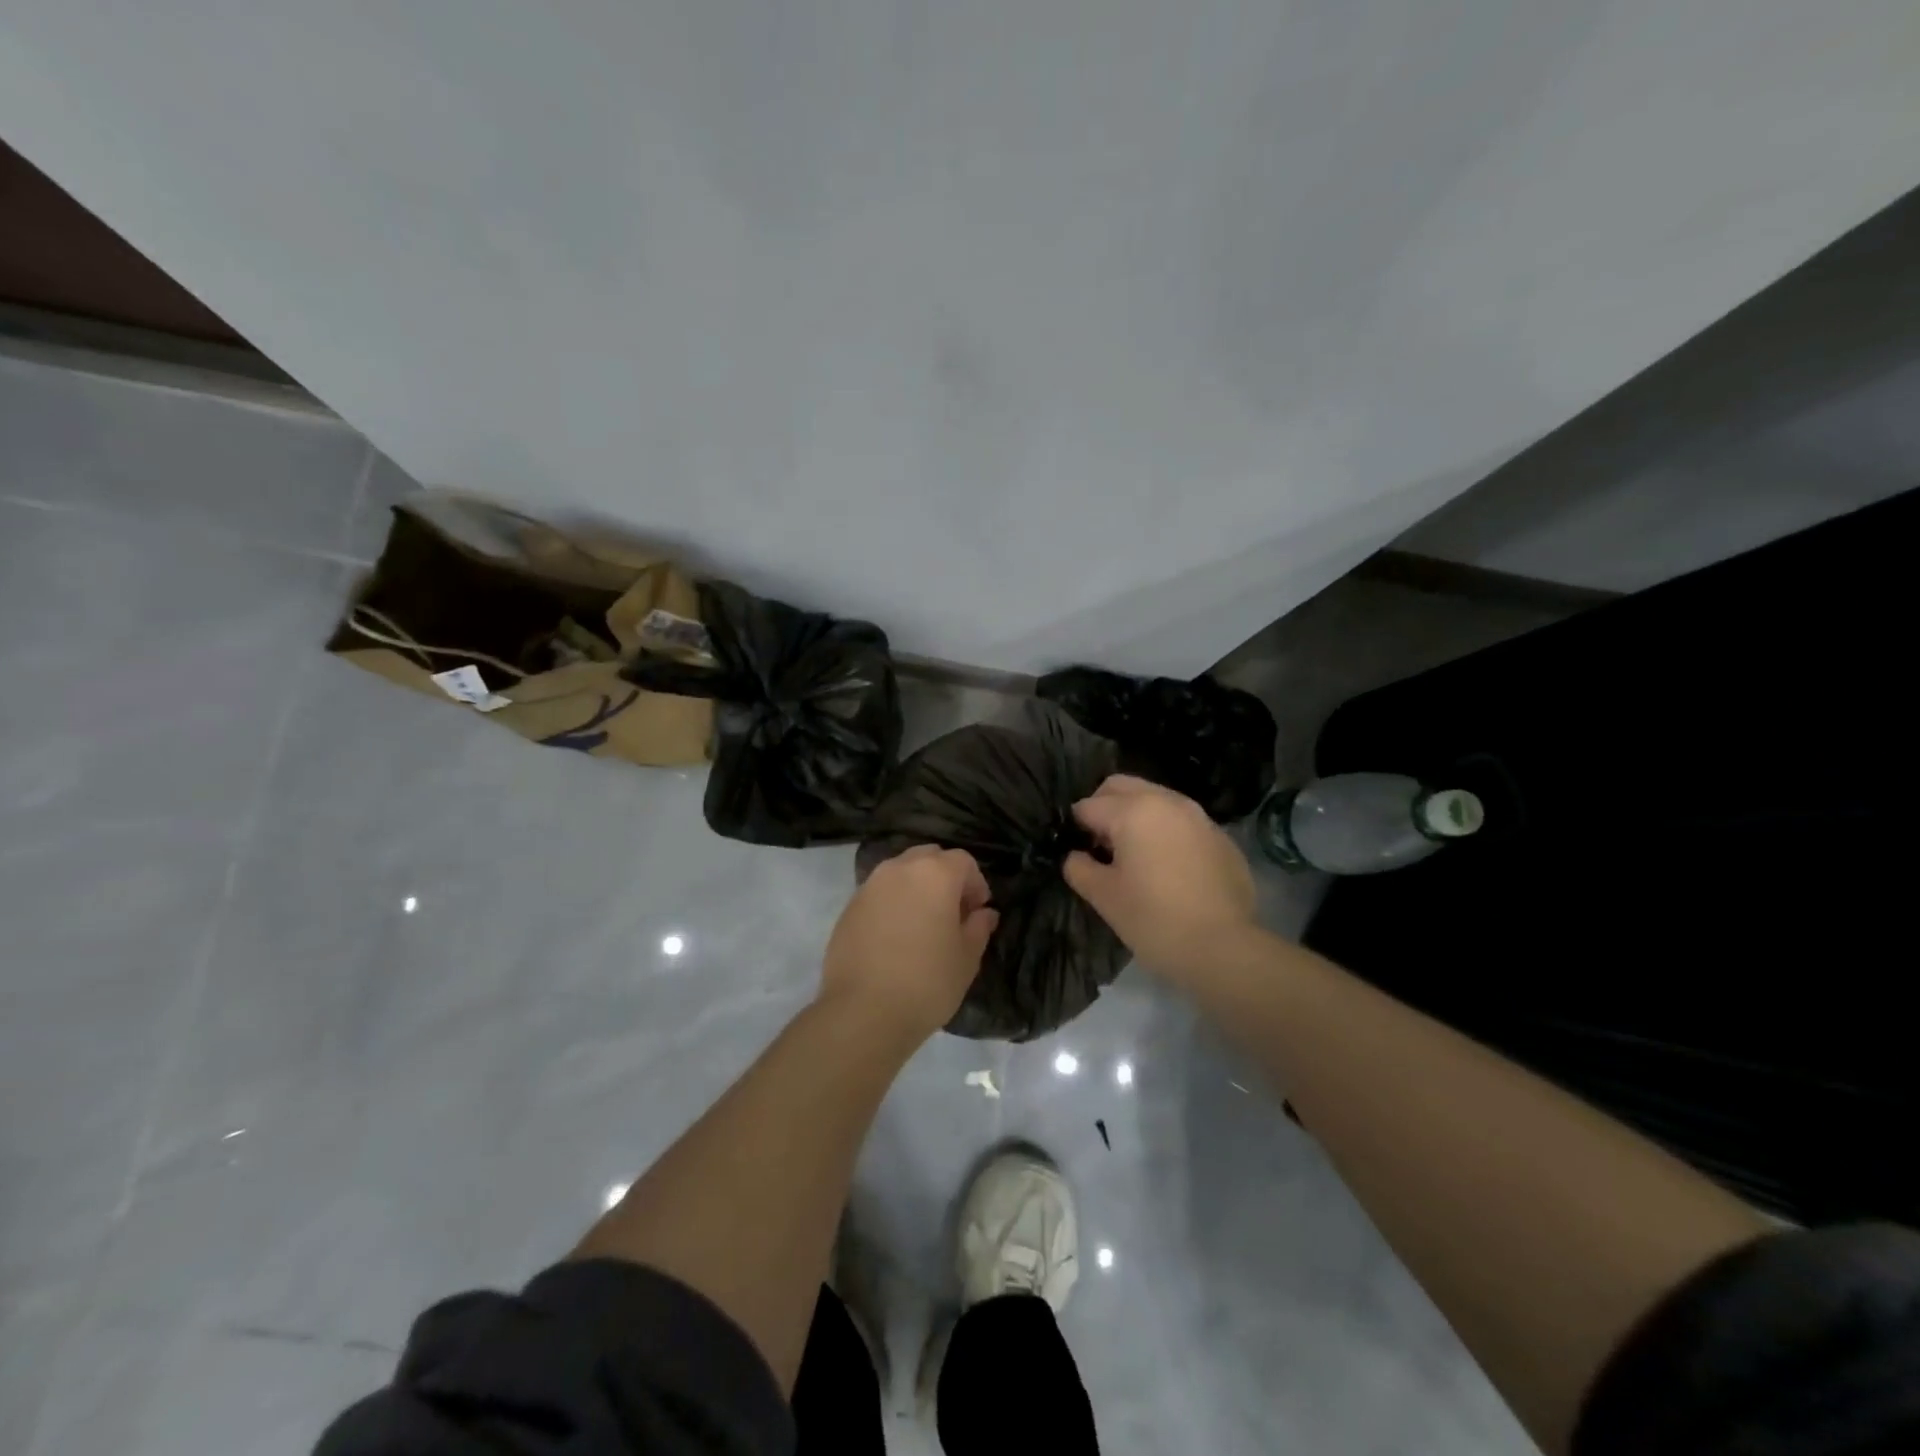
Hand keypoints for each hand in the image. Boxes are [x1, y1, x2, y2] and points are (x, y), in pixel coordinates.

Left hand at [821, 846, 999, 1041]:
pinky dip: (893, 903)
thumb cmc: (926, 982)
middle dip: (945, 878)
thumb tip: (984, 913)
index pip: (963, 861)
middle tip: (952, 914)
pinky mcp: (849, 907)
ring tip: (923, 925)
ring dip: (917, 888)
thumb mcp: (967, 958)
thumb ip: (979, 927)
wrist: (863, 1012)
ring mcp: (870, 885)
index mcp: (935, 874)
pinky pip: (879, 893)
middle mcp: (900, 869)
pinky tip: (896, 937)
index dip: (976, 884)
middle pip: (929, 858)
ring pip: (901, 872)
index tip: (977, 912)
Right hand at [1064, 774, 1256, 980]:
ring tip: (1135, 856)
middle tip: (1101, 846)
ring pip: (1155, 799)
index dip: (1076, 829)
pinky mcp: (1221, 837)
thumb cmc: (1154, 920)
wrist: (1224, 948)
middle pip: (1121, 786)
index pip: (1088, 806)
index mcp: (1133, 810)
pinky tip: (1170, 869)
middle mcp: (1167, 801)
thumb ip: (1079, 867)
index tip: (1079, 855)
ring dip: (1137, 816)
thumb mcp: (1103, 897)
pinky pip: (1182, 821)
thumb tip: (1076, 856)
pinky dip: (1167, 832)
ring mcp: (1199, 816)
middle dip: (1104, 807)